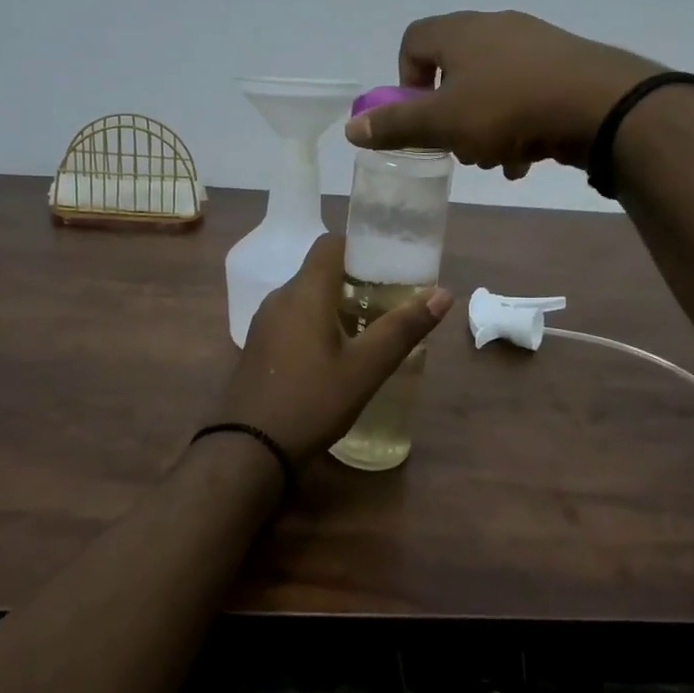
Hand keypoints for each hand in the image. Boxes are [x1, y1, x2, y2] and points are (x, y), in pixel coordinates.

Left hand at [219, 234, 451, 462]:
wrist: (249, 448)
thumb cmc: (312, 401)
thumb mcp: (366, 368)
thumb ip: (404, 328)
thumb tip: (444, 294)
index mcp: (304, 292)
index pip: (331, 244)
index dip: (361, 247)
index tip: (390, 265)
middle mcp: (279, 297)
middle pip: (320, 271)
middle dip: (356, 280)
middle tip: (390, 300)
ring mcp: (264, 323)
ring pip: (306, 297)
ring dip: (337, 304)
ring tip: (370, 328)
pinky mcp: (259, 346)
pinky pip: (293, 319)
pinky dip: (317, 323)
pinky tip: (336, 354)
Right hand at [345, 10, 661, 177]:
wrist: (603, 105)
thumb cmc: (510, 109)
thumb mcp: (443, 123)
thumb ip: (396, 125)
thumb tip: (352, 129)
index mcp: (460, 32)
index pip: (413, 40)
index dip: (406, 79)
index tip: (419, 114)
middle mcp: (496, 27)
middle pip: (454, 69)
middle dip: (450, 114)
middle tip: (458, 144)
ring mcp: (535, 43)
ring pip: (491, 87)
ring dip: (484, 126)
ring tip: (496, 159)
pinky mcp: (567, 64)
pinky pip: (526, 93)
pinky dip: (518, 124)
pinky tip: (526, 158)